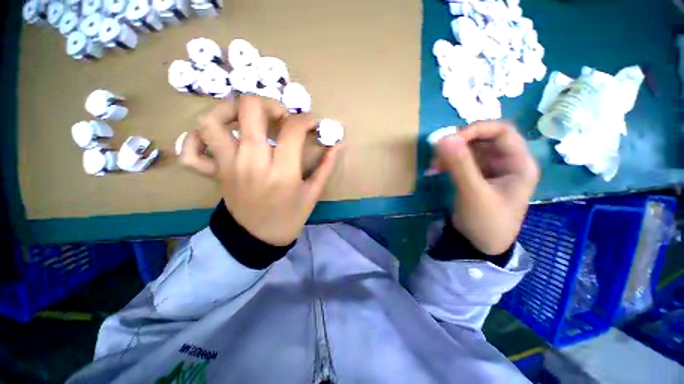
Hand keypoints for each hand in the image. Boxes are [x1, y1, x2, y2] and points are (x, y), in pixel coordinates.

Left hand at [179, 96, 340, 245]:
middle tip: (280, 116)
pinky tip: (217, 136)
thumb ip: (326, 167)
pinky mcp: (215, 173)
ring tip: (248, 118)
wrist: (258, 239)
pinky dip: (196, 138)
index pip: (292, 129)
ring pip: (213, 121)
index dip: (305, 120)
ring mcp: (228, 166)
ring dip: (230, 109)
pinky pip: (191, 150)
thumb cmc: (289, 217)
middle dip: (269, 104)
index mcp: (282, 171)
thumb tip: (338, 145)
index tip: (311, 124)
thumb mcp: (312, 194)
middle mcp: (252, 162)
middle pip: (250, 109)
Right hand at [434, 121, 538, 254]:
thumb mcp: (474, 194)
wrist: (479, 245)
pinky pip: (461, 160)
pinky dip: (447, 162)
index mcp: (519, 163)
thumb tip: (443, 138)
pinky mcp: (476, 176)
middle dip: (460, 143)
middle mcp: (507, 162)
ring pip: (470, 148)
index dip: (477, 129)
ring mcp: (490, 169)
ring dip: (451, 153)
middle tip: (438, 151)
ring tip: (434, 165)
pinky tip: (435, 169)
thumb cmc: (486, 222)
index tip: (451, 139)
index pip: (502, 131)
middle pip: (484, 138)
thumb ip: (460, 165)